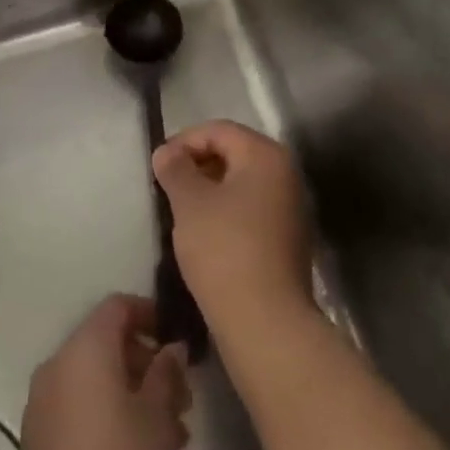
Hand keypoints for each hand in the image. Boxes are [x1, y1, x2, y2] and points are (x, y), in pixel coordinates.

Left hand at [14, 296, 191, 449]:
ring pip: (95, 379)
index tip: (180, 341)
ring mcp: (42, 405)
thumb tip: (171, 349)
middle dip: (147, 361)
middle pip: (105, 343)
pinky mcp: (40, 440)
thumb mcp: (159, 418)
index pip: (117, 307)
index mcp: (83, 351)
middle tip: (183, 396)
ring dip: (133, 392)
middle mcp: (56, 368)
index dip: (151, 313)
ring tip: (172, 432)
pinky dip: (111, 413)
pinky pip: (80, 407)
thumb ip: (167, 374)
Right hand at [153, 121, 312, 325]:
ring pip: (241, 182)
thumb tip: (167, 152)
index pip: (219, 130)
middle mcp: (286, 174)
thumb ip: (175, 169)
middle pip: (234, 152)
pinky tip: (204, 233)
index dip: (184, 141)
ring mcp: (291, 206)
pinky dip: (226, 210)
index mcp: (266, 156)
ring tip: (181, 210)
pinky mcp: (287, 237)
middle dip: (197, 164)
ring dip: (210, 189)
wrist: (265, 319)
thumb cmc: (224, 249)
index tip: (158, 165)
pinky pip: (251, 208)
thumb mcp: (190, 202)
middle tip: (167, 186)